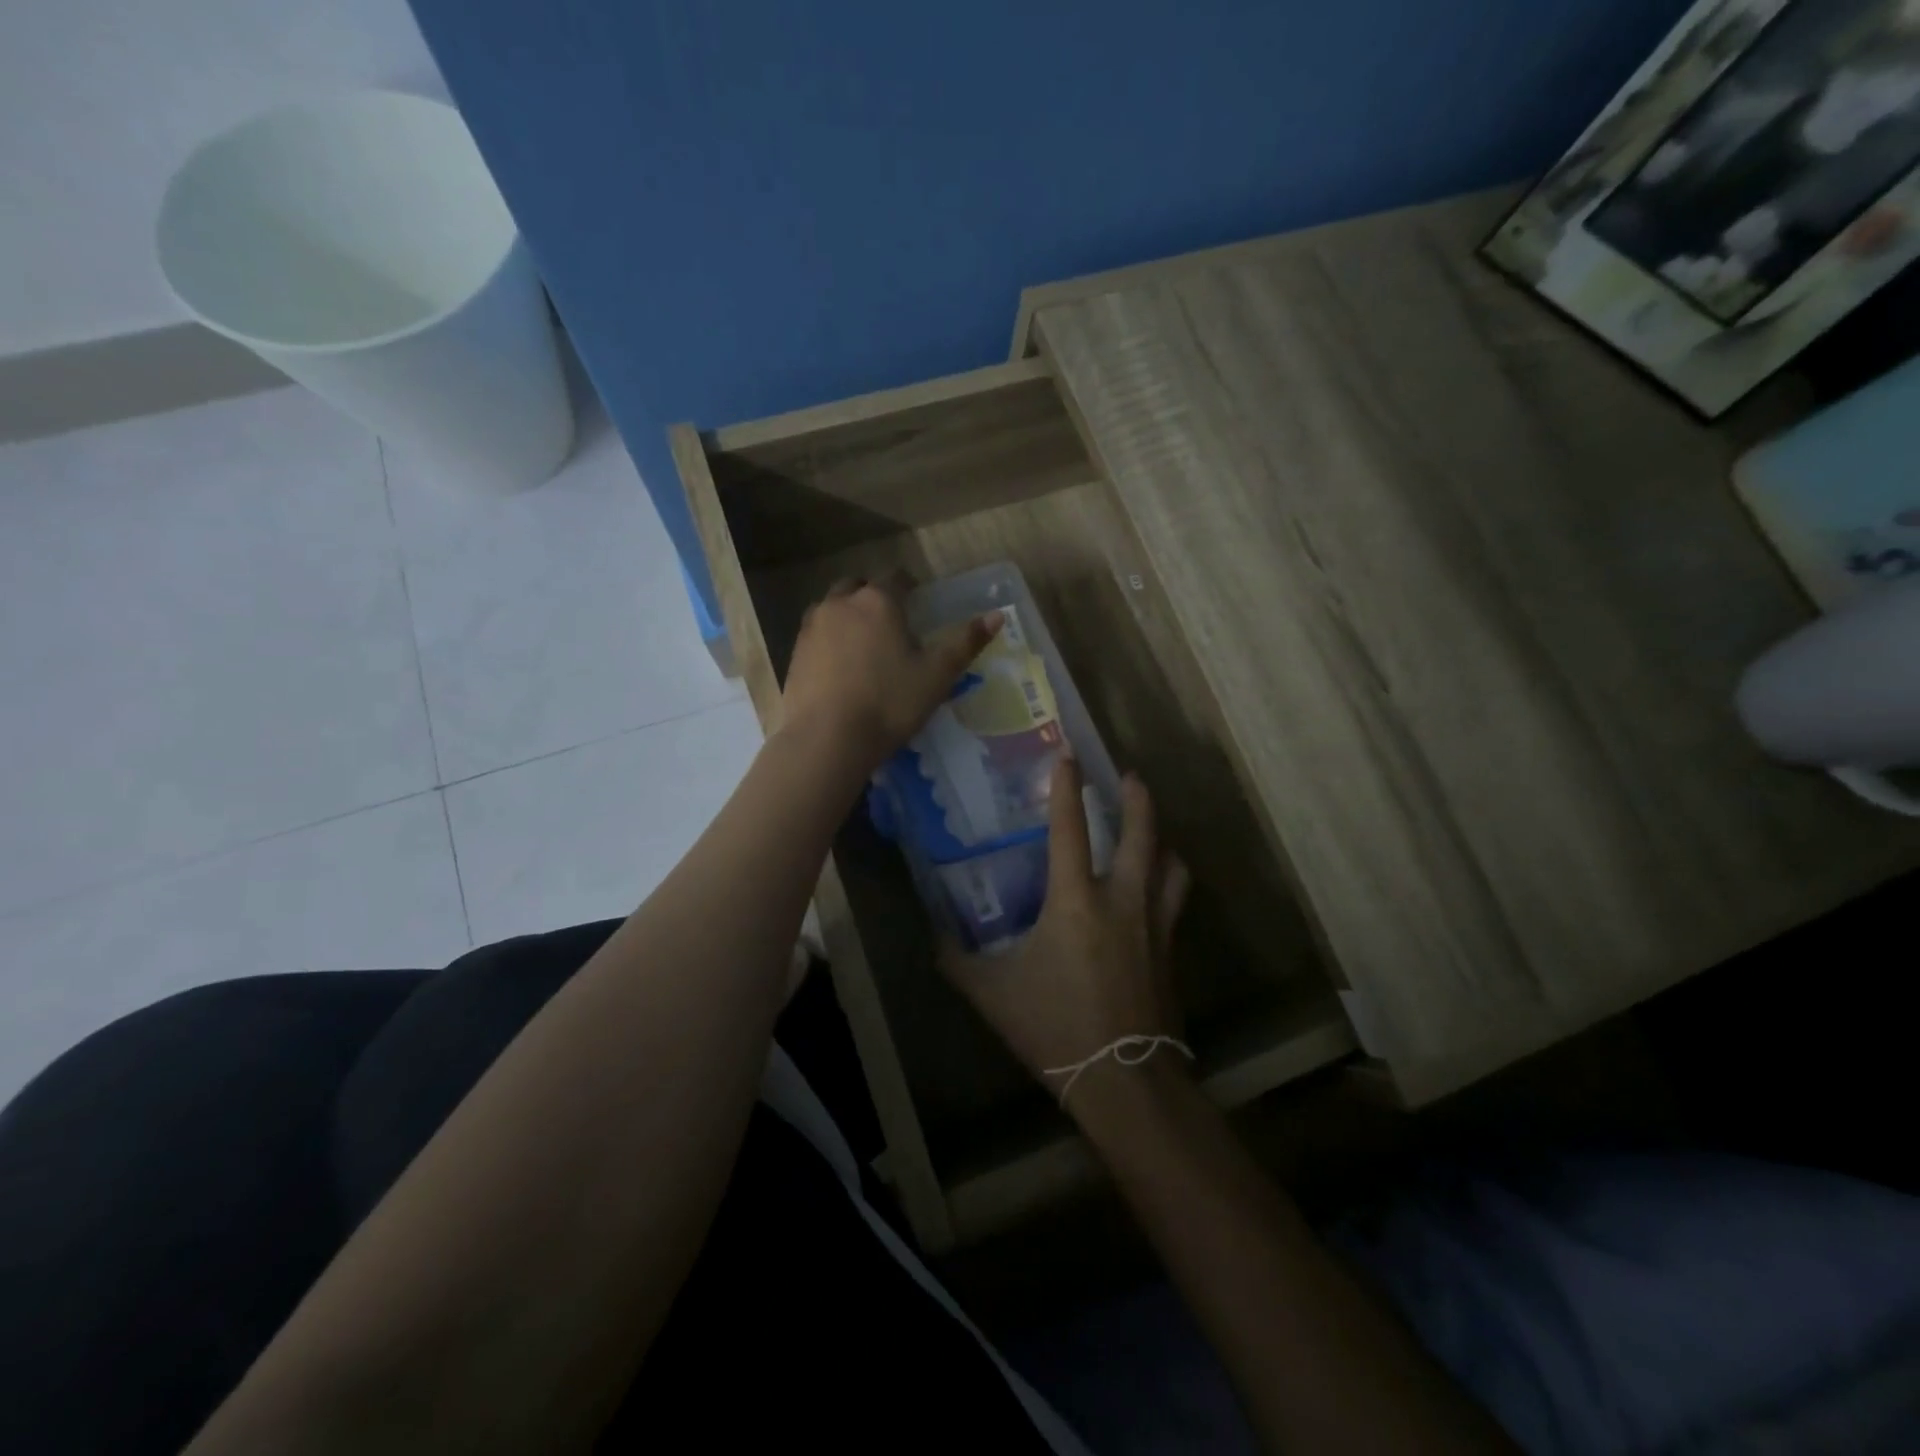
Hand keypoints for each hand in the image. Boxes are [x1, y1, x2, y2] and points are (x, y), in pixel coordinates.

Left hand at [779, 575, 1000, 773]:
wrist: (827, 739)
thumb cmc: (889, 703)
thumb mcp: (937, 675)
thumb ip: (965, 642)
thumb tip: (997, 615)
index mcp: (878, 601)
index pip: (896, 578)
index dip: (909, 586)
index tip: (918, 602)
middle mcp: (841, 603)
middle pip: (858, 586)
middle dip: (873, 596)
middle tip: (890, 622)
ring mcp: (812, 627)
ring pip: (832, 608)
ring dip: (847, 615)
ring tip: (863, 643)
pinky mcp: (794, 653)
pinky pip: (816, 634)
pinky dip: (830, 640)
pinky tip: (840, 667)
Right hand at [942, 753, 1190, 1112]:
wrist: (1124, 1081)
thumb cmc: (1055, 1028)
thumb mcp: (993, 994)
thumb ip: (958, 961)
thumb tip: (935, 938)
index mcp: (1075, 901)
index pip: (1069, 828)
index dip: (1066, 787)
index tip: (1067, 754)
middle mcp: (1122, 900)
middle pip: (1141, 833)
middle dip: (1137, 798)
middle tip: (1130, 777)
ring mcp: (1154, 924)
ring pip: (1171, 864)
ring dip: (1162, 839)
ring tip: (1151, 831)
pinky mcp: (1171, 951)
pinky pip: (1175, 900)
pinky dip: (1168, 880)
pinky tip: (1157, 890)